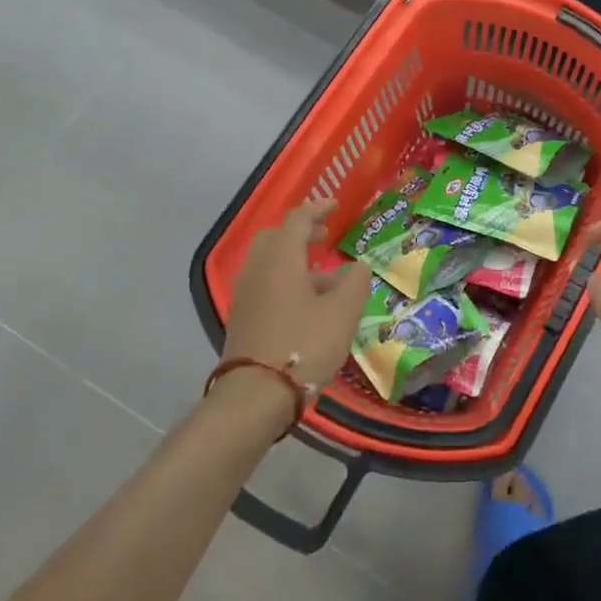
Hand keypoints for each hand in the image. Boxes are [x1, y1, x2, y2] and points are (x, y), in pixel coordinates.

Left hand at [222, 199, 371, 391]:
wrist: (255, 394)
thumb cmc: (304, 345)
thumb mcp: (342, 313)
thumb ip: (355, 282)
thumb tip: (358, 266)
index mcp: (281, 258)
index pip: (298, 219)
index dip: (318, 208)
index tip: (336, 207)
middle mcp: (258, 268)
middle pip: (276, 236)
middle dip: (301, 232)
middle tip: (324, 238)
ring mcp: (245, 293)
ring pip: (268, 261)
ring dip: (294, 259)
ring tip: (324, 279)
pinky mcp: (242, 316)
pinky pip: (264, 283)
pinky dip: (284, 280)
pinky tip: (305, 304)